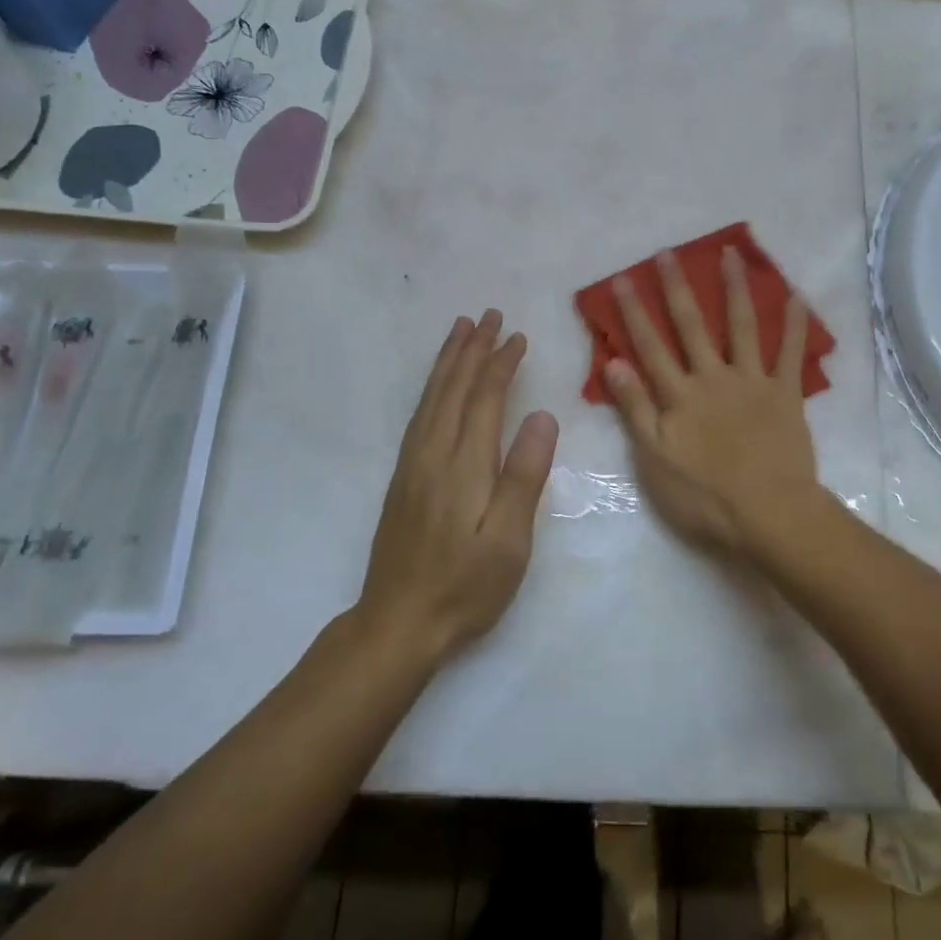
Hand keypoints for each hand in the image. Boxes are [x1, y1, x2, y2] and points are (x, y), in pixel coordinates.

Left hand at [358, 312, 559, 664]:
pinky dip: (432, 388)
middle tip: (488, 316)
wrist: (397, 623)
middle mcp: (433, 454)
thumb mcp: (509, 541)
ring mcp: (412, 465)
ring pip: (432, 398)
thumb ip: (525, 475)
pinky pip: (419, 415)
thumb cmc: (465, 586)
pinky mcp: (403, 478)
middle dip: (472, 349)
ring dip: (448, 361)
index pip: (485, 399)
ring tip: (460, 331)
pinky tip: (438, 386)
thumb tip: (543, 416)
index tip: (517, 336)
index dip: (501, 364)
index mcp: (464, 465)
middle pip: (453, 389)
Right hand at [604, 246, 820, 558]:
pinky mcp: (785, 393)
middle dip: (677, 288)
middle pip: (692, 326)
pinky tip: (796, 295)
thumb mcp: (655, 458)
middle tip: (668, 253)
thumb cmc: (704, 496)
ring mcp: (752, 381)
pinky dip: (794, 324)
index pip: (650, 347)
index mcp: (679, 395)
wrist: (768, 514)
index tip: (623, 279)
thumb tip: (615, 362)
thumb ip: (636, 408)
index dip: (634, 313)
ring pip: (741, 326)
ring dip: (734, 288)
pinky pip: (791, 353)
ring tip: (730, 253)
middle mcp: (713, 377)